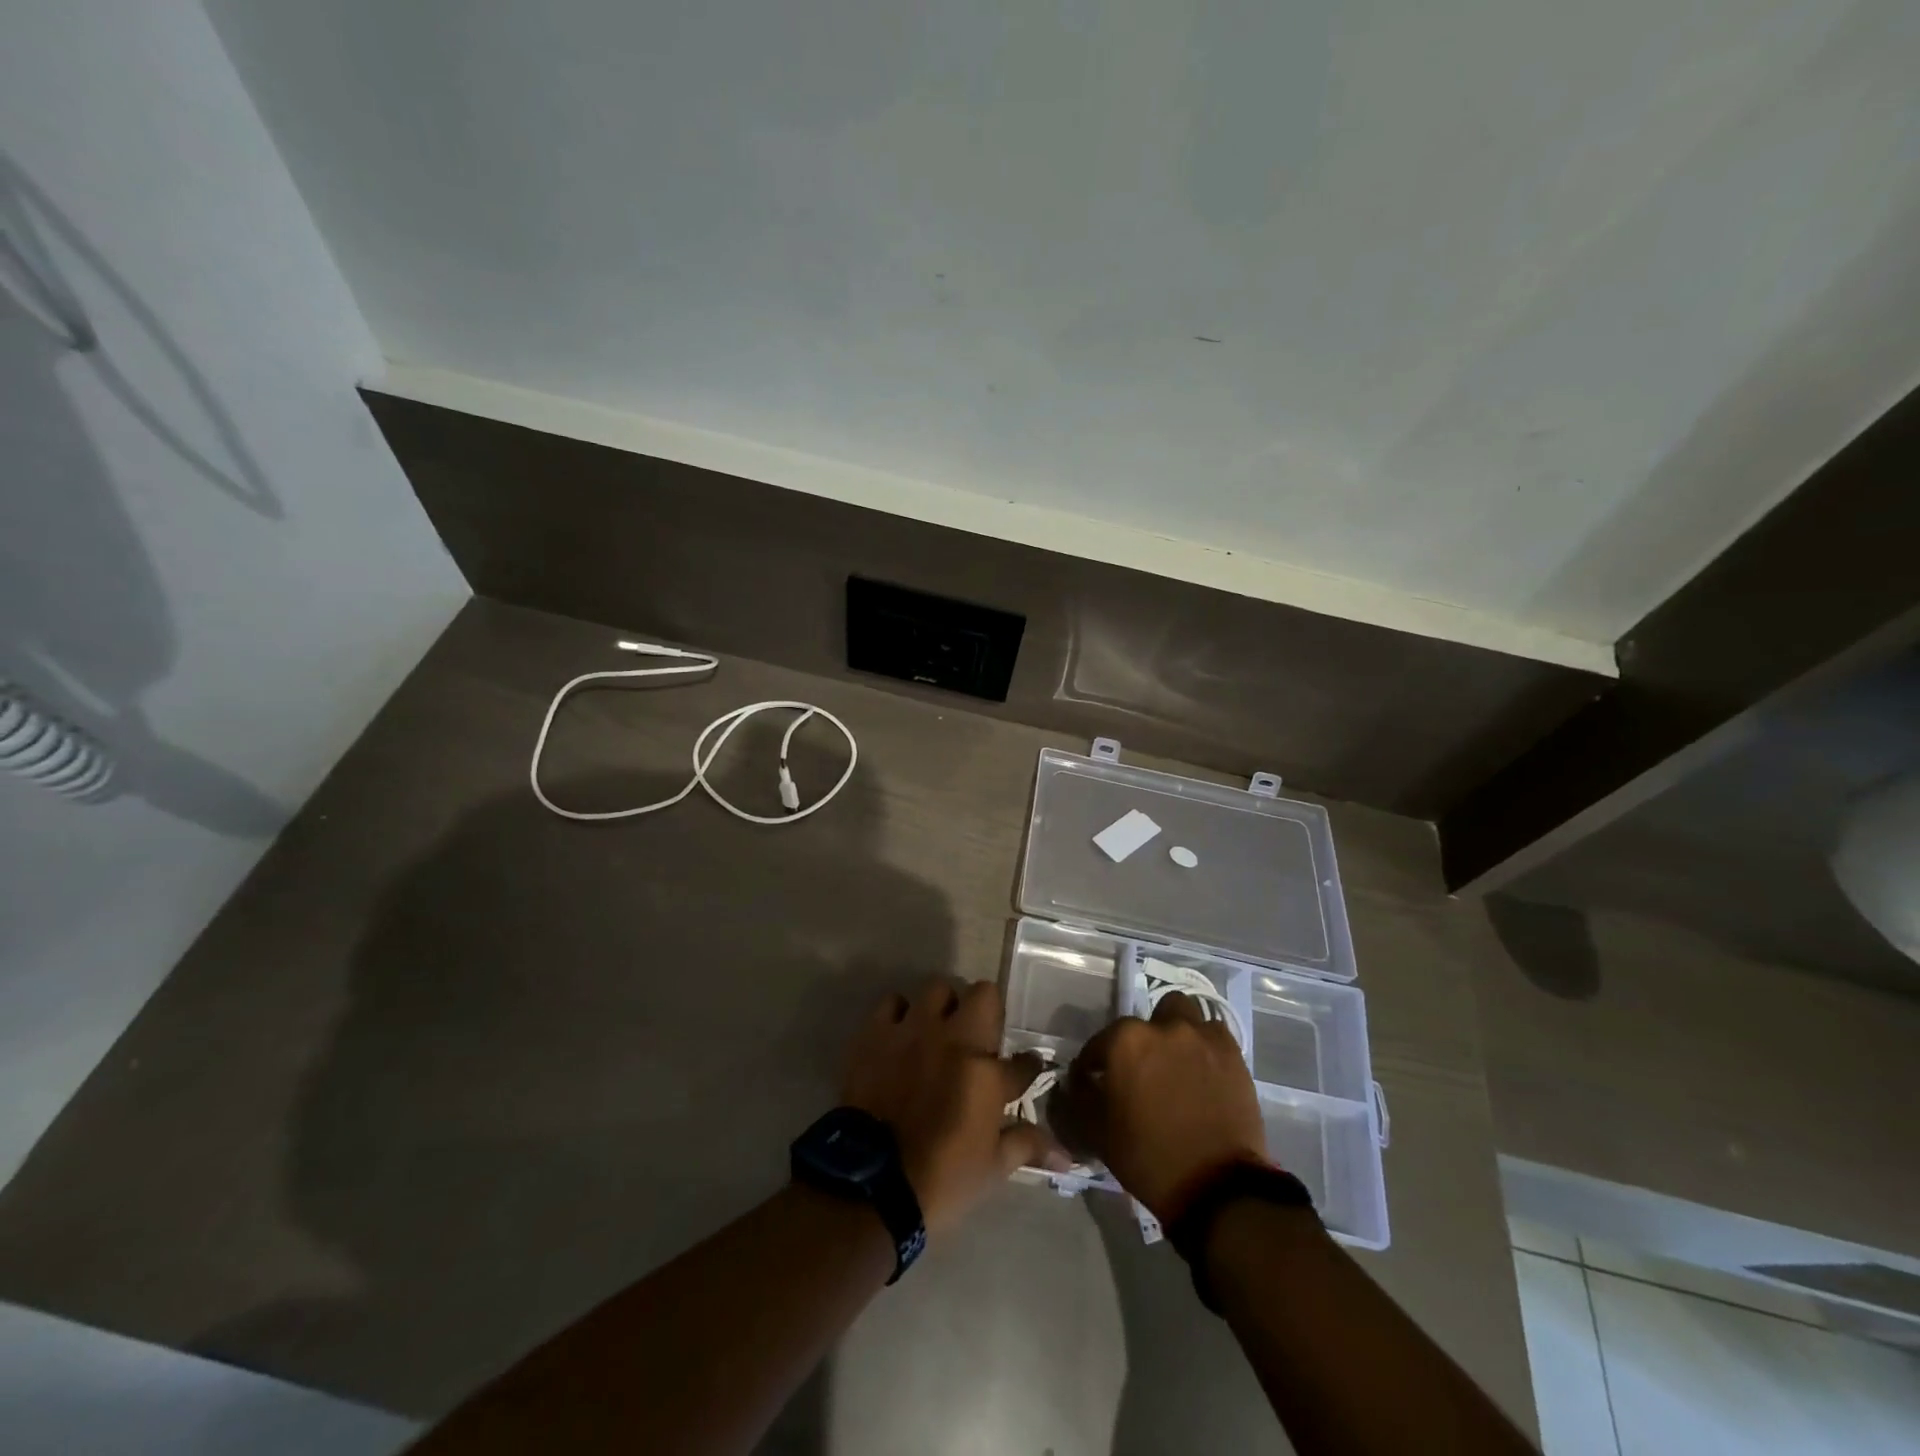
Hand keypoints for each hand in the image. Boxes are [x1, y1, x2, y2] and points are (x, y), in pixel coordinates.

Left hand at [841, 978, 1065, 1233]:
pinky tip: (901, 1034)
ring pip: (937, 989)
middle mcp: (953, 1039)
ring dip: (943, 1007)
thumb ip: (1027, 1145)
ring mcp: (913, 1031)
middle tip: (978, 1038)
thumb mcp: (993, 1167)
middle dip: (986, 1011)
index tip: (1026, 1070)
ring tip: (938, 1030)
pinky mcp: (876, 1034)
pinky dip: (899, 1013)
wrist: (872, 1185)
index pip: (1023, 1061)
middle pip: (983, 994)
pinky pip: (892, 1003)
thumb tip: (1067, 1155)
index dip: (1028, 1066)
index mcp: (986, 1072)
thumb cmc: (941, 1179)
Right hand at [1054, 994, 1268, 1222]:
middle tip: (1142, 1070)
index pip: (1098, 1044)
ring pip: (1182, 1014)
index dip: (1093, 1065)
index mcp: (1125, 1041)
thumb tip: (1078, 1080)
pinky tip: (1203, 1070)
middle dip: (1140, 1041)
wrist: (1216, 1187)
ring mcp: (1201, 1036)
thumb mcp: (1096, 1132)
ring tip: (1175, 1061)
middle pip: (1145, 1020)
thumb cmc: (1148, 1158)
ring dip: (1174, 1031)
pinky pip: (1213, 1034)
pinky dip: (1205, 1045)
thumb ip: (1079, 1096)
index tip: (1095, 1083)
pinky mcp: (1232, 1053)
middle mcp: (1162, 1027)